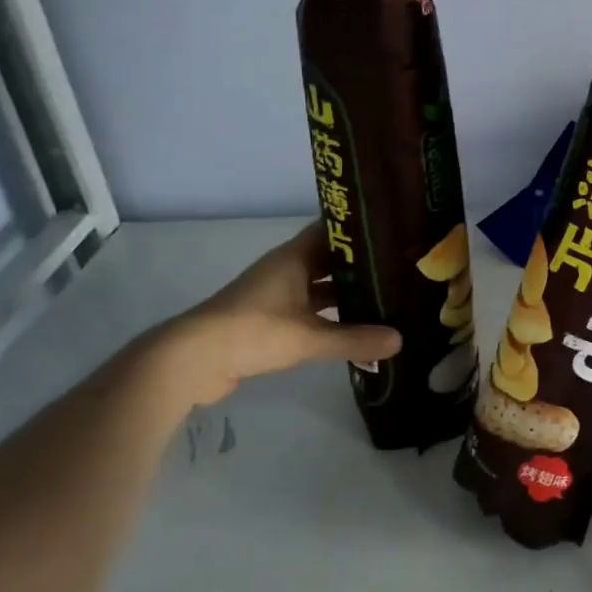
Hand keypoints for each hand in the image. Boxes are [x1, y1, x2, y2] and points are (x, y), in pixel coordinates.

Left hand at [159, 223, 401, 403]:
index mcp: (294, 258)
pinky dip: (331, 316)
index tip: (394, 231)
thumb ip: (355, 340)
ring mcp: (276, 295)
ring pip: (320, 287)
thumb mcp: (308, 337)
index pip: (333, 230)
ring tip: (386, 296)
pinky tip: (355, 327)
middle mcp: (286, 269)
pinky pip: (310, 310)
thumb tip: (400, 340)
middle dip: (361, 264)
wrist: (191, 361)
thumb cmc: (252, 331)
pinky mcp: (270, 320)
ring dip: (346, 292)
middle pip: (330, 260)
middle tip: (400, 268)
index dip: (361, 229)